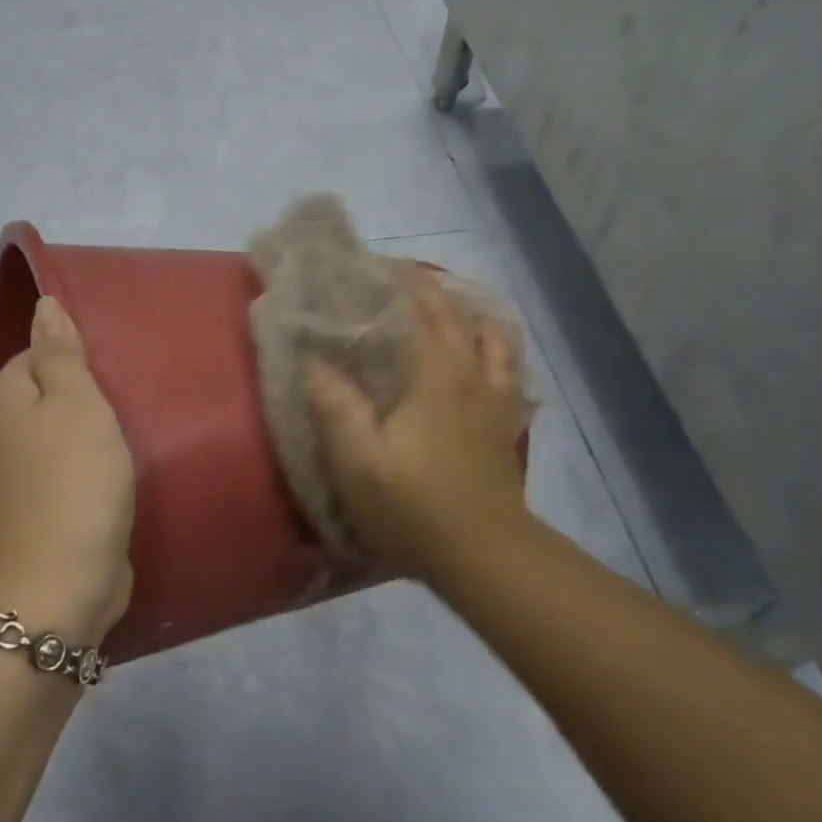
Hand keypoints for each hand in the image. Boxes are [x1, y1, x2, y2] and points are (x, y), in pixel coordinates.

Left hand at [0, 296, 135, 647]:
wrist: (56, 587)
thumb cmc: (71, 482)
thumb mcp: (75, 403)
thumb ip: (61, 352)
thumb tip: (44, 305)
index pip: (38, 356)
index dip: (79, 362)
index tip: (117, 378)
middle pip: (44, 397)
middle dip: (84, 402)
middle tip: (130, 410)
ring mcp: (5, 480)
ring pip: (53, 439)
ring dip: (87, 441)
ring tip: (129, 444)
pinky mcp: (28, 514)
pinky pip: (59, 476)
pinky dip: (83, 475)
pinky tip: (112, 482)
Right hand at [304, 270, 532, 587]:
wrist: (486, 556)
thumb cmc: (414, 506)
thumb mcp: (358, 460)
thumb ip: (334, 405)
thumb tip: (313, 361)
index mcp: (437, 375)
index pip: (421, 309)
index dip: (398, 281)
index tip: (372, 264)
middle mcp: (473, 375)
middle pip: (458, 316)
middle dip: (428, 290)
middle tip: (397, 279)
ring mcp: (497, 401)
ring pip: (495, 339)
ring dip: (470, 315)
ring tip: (444, 310)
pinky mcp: (505, 426)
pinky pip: (508, 370)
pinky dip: (494, 350)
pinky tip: (478, 360)